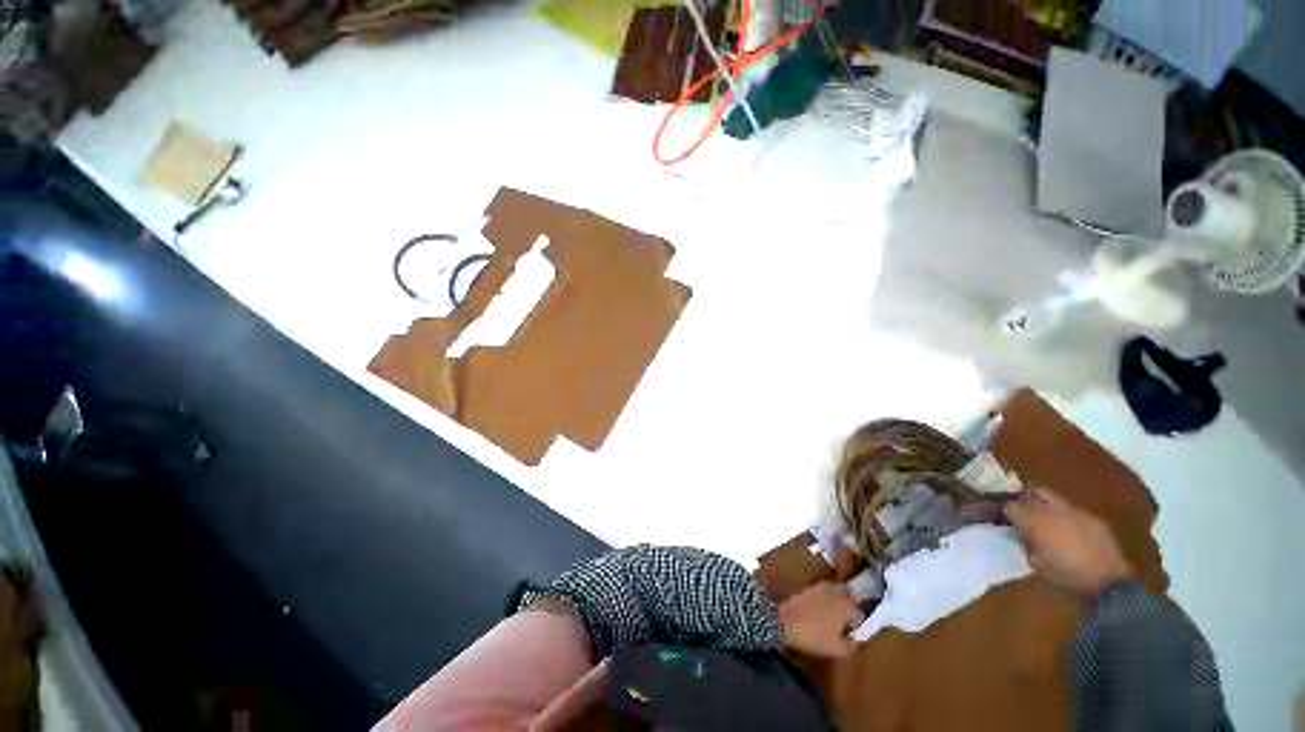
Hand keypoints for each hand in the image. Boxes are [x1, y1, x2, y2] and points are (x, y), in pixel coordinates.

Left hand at [778, 582, 864, 657]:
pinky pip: (824, 593)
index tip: (849, 635)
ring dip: (837, 603)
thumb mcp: (838, 649)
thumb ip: (852, 644)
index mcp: (847, 604)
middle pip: (850, 599)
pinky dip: (826, 600)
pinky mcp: (810, 587)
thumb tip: (855, 638)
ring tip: (831, 620)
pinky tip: (819, 613)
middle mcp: (837, 591)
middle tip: (843, 625)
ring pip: (837, 593)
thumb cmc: (815, 636)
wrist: (786, 622)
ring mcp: (822, 586)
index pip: (860, 614)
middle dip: (849, 609)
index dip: (856, 626)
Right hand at [1003, 488, 1133, 594]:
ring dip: (1046, 505)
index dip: (1006, 512)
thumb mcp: (1036, 563)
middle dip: (1026, 499)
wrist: (1108, 580)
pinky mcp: (1092, 517)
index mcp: (1034, 520)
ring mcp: (1074, 511)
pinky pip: (1073, 510)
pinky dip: (1066, 516)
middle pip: (1032, 492)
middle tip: (1024, 511)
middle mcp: (1052, 509)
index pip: (1010, 506)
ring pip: (1054, 497)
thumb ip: (1025, 543)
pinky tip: (1069, 530)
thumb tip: (1020, 534)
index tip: (1005, 519)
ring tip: (1046, 518)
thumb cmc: (1066, 573)